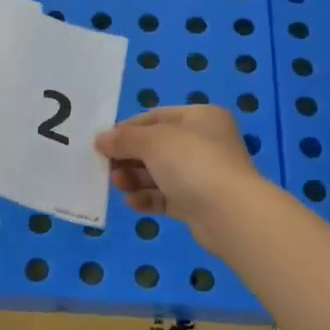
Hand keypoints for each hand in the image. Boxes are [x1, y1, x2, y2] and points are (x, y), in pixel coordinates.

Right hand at [95, 105, 266, 256]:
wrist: (229, 213)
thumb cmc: (192, 162)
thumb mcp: (153, 141)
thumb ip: (124, 139)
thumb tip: (100, 139)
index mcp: (200, 118)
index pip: (156, 117)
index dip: (127, 128)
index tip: (103, 143)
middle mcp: (204, 142)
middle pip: (156, 146)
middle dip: (129, 157)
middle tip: (107, 167)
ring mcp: (202, 174)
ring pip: (159, 173)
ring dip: (135, 178)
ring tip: (119, 185)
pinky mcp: (198, 203)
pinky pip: (166, 196)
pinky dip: (148, 198)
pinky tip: (133, 202)